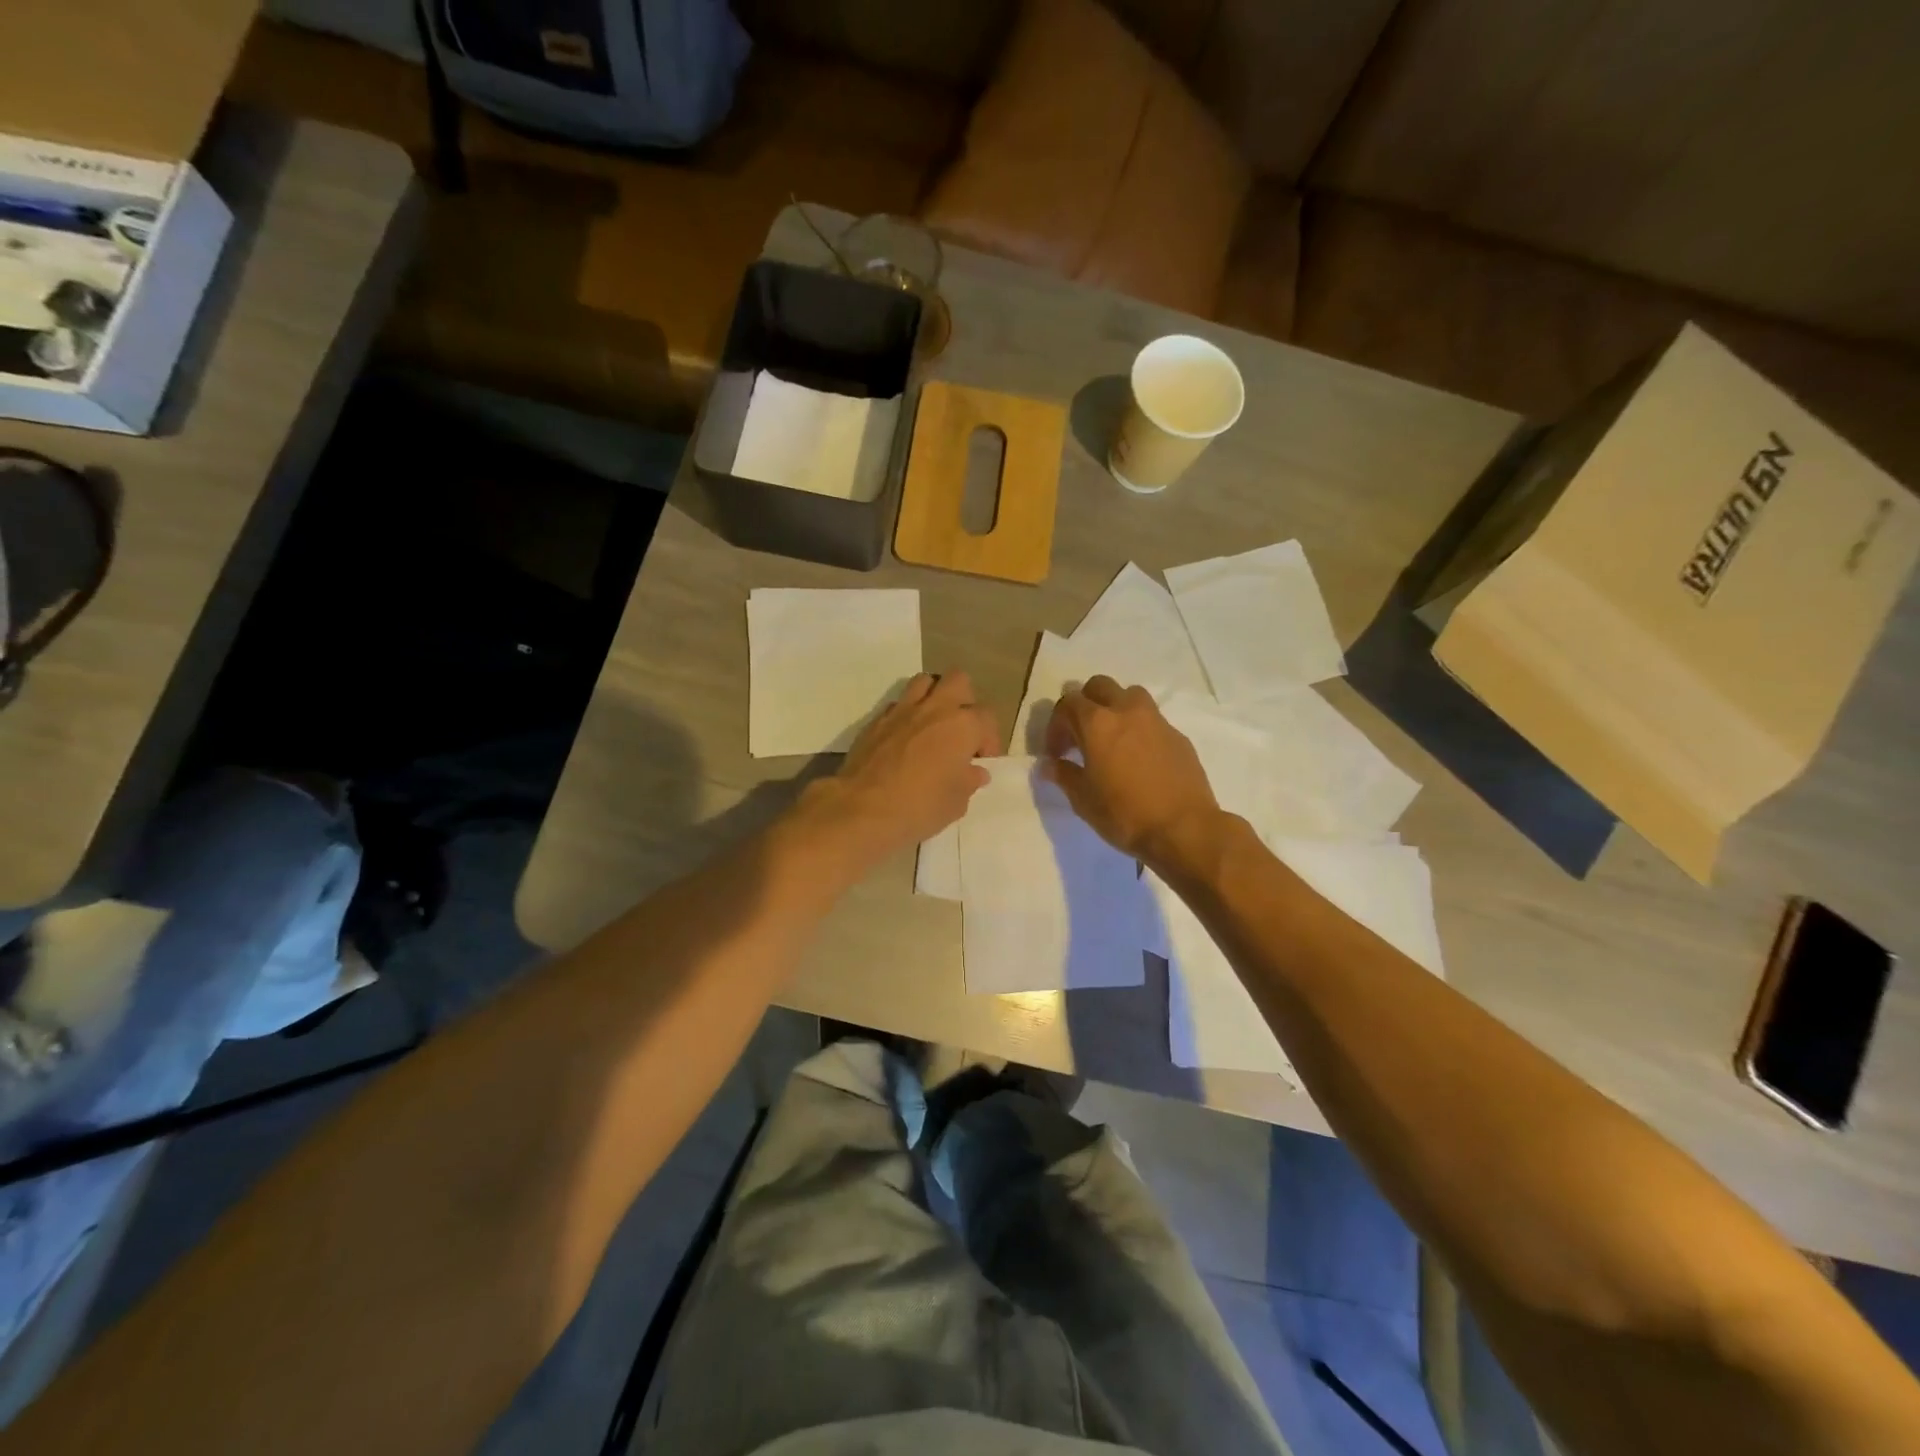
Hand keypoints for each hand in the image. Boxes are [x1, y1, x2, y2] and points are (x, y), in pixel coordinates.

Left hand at [795, 671, 998, 867]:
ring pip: (924, 681)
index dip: (989, 739)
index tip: (980, 761)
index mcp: (963, 726)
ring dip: (933, 697)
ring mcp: (902, 710)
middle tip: (960, 731)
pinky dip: (906, 715)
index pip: (987, 718)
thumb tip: (974, 772)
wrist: (862, 808)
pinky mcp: (876, 720)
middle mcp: (935, 708)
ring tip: (933, 725)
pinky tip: (904, 739)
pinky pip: (897, 704)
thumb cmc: (920, 807)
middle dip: (964, 700)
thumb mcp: (956, 802)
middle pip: (958, 681)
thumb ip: (969, 781)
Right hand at [1042, 676, 1221, 868]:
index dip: (1055, 725)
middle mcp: (1127, 711)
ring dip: (1115, 707)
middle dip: (1084, 704)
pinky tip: (1138, 758)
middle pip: (1099, 686)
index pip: (1068, 704)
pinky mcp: (1178, 736)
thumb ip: (1063, 775)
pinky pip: (1152, 720)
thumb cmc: (1125, 814)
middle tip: (1080, 735)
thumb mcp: (1083, 800)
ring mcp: (1157, 721)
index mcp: (1097, 723)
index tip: (1055, 753)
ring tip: (1111, 738)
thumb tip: (1048, 764)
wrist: (1184, 829)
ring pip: (1130, 695)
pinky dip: (1138, 729)